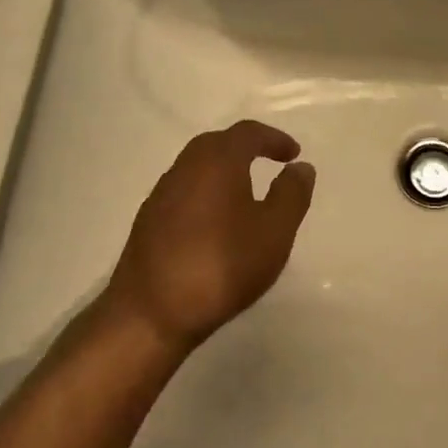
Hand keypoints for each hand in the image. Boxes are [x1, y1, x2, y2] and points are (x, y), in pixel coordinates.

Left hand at [100, 120, 315, 354]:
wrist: (151, 314)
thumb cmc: (222, 266)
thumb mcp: (274, 232)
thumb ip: (292, 195)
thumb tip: (300, 167)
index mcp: (217, 162)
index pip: (247, 133)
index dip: (273, 139)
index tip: (293, 154)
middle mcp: (185, 168)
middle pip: (217, 144)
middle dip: (246, 148)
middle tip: (270, 163)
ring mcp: (161, 195)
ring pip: (197, 168)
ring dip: (224, 170)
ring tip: (246, 193)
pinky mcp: (148, 222)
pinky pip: (184, 192)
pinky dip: (206, 193)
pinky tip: (217, 222)